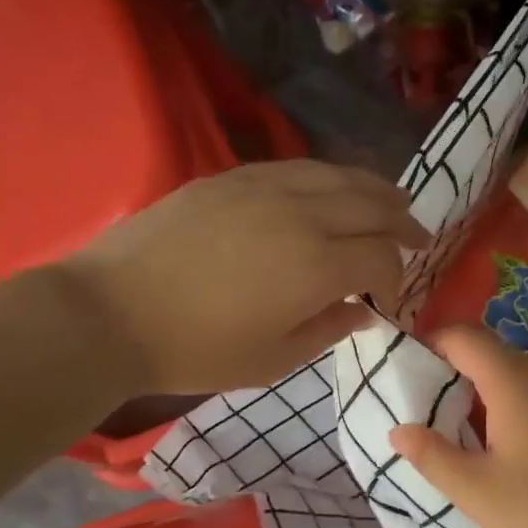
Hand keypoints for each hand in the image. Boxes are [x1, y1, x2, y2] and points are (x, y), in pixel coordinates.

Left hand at [67, 162, 428, 396]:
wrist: (111, 312)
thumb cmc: (196, 350)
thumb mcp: (273, 360)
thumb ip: (328, 330)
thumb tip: (362, 312)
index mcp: (317, 266)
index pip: (381, 257)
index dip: (397, 277)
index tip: (389, 298)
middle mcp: (302, 215)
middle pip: (372, 205)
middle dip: (402, 223)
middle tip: (417, 238)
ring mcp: (265, 188)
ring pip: (338, 176)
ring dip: (374, 191)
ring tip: (391, 202)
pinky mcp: (232, 177)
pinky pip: (298, 167)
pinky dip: (328, 178)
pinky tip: (330, 190)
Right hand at [387, 324, 527, 527]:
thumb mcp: (474, 490)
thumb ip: (430, 455)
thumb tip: (398, 430)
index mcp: (513, 382)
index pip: (464, 336)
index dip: (431, 342)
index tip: (409, 370)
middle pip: (491, 352)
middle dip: (455, 369)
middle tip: (430, 406)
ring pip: (518, 375)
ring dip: (485, 390)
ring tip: (464, 430)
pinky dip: (515, 406)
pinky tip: (511, 449)